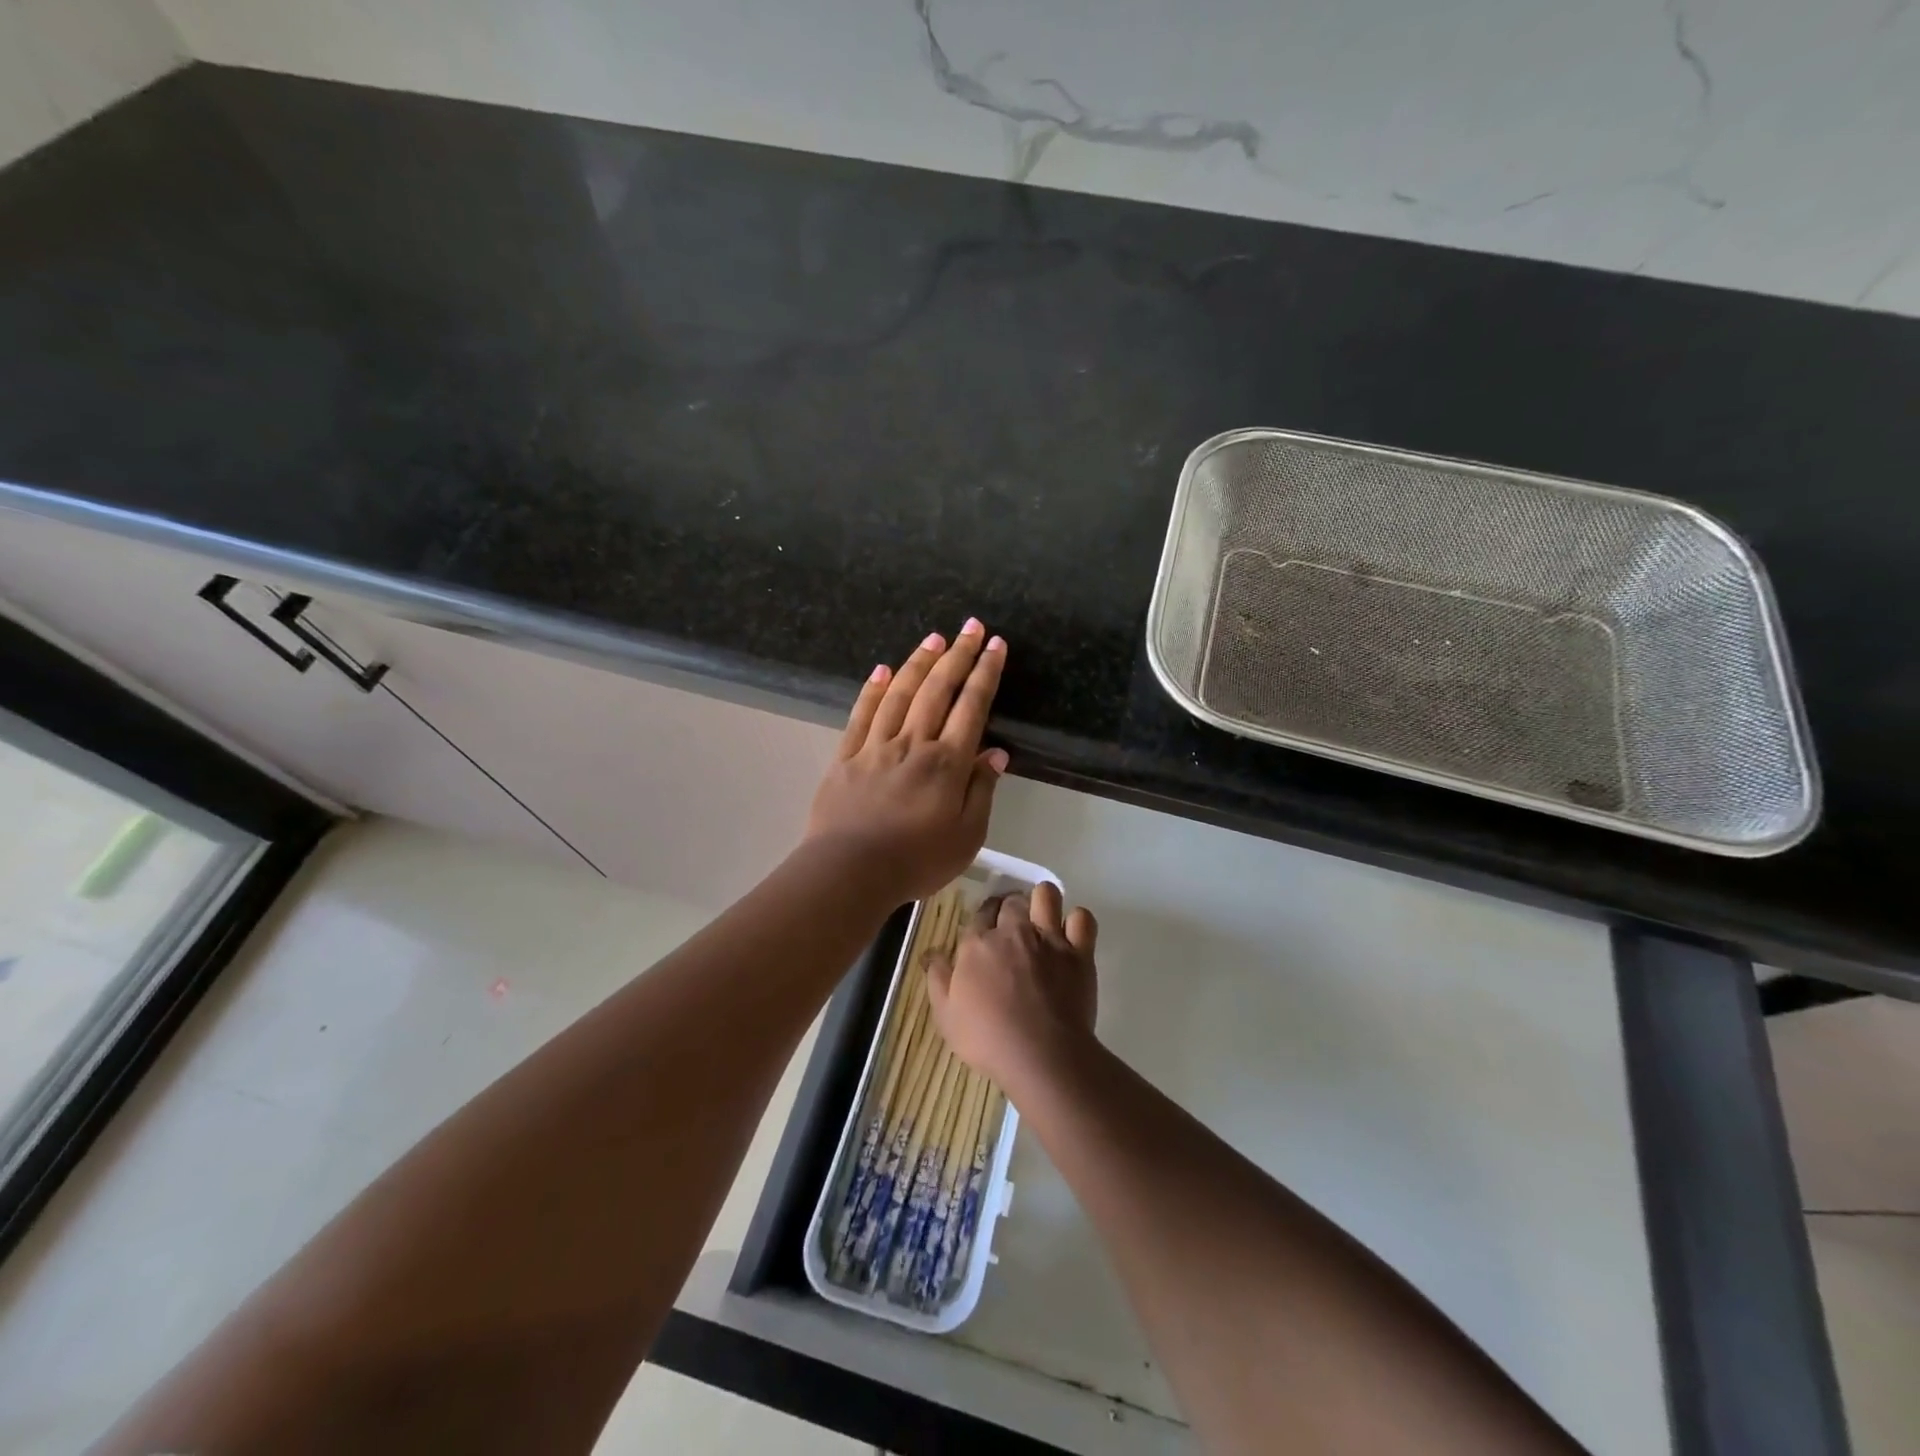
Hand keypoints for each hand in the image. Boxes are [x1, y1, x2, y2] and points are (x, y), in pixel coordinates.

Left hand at [805, 620, 1009, 902]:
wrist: (849, 872)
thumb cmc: (916, 860)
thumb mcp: (967, 836)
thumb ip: (982, 791)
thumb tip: (996, 753)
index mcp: (947, 763)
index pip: (972, 707)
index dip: (986, 673)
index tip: (996, 645)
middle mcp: (913, 743)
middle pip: (938, 690)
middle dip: (958, 655)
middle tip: (971, 626)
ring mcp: (876, 746)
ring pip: (901, 693)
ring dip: (919, 662)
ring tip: (935, 638)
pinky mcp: (846, 756)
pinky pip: (862, 714)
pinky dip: (874, 689)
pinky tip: (883, 670)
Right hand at [926, 883, 1098, 1087]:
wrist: (1041, 1056)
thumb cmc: (988, 1039)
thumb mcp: (946, 1016)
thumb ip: (937, 978)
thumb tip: (932, 952)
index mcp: (978, 944)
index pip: (979, 914)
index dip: (983, 920)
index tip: (985, 935)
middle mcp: (1013, 931)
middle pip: (1011, 901)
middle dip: (1010, 909)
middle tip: (1012, 930)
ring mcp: (1049, 938)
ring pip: (1047, 895)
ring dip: (1043, 902)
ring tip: (1042, 921)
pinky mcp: (1079, 952)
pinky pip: (1083, 919)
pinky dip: (1077, 922)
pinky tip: (1071, 936)